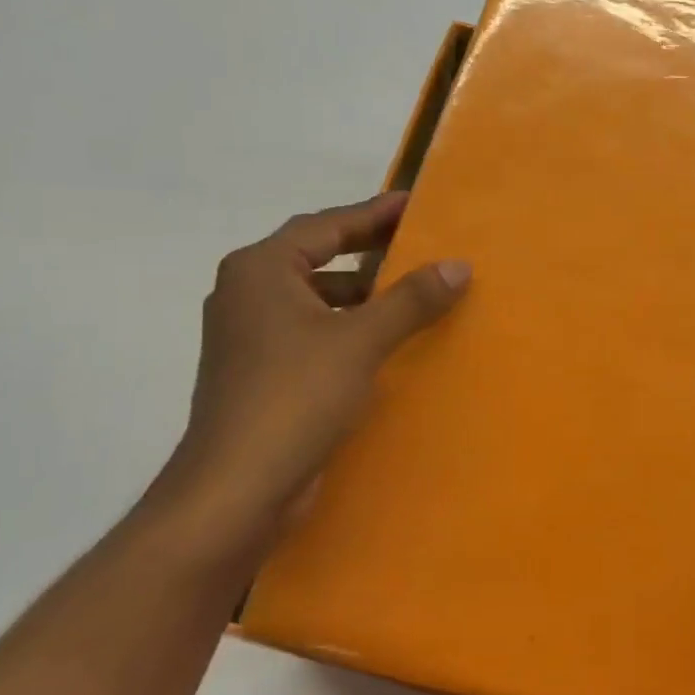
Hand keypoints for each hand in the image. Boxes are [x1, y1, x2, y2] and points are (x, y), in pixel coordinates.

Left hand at [160, 192, 469, 528]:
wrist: (236, 489)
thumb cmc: (294, 397)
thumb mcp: (360, 341)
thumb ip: (411, 299)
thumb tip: (458, 265)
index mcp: (261, 270)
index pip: (326, 225)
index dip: (374, 213)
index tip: (416, 205)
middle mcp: (248, 294)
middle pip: (318, 258)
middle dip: (370, 253)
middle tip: (421, 246)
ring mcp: (250, 337)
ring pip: (316, 299)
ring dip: (361, 296)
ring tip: (413, 296)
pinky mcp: (260, 374)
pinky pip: (313, 334)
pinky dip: (348, 330)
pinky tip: (384, 344)